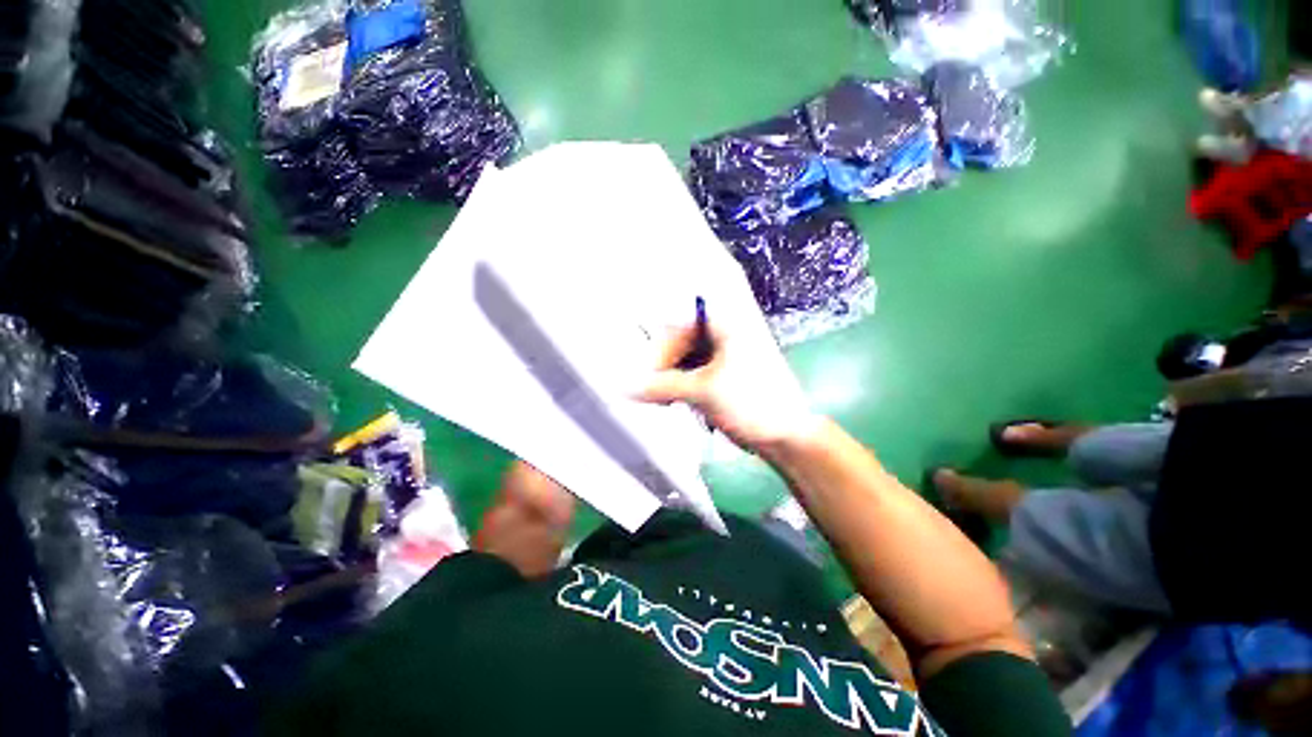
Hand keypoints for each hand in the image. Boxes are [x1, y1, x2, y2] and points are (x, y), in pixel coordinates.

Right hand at [634, 321, 819, 451]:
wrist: (786, 435)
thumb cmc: (750, 402)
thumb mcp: (702, 391)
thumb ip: (661, 386)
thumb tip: (626, 387)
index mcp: (726, 322)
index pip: (682, 314)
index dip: (662, 336)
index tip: (646, 364)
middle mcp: (726, 330)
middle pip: (681, 336)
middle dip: (664, 361)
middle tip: (651, 386)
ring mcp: (726, 351)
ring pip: (686, 355)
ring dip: (671, 374)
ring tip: (663, 398)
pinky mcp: (725, 371)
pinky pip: (695, 369)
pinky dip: (682, 382)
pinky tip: (675, 400)